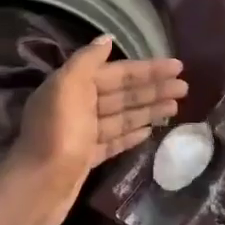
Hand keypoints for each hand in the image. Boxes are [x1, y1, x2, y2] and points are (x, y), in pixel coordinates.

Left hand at [7, 37, 186, 224]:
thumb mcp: (69, 86)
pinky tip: (151, 130)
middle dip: (152, 89)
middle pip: (121, 93)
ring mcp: (82, 134)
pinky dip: (132, 133)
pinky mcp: (87, 158)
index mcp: (72, 85)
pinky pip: (114, 140)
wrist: (40, 184)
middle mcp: (77, 106)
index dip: (147, 69)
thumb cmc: (58, 132)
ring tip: (176, 108)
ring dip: (148, 110)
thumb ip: (87, 60)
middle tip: (184, 88)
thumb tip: (107, 39)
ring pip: (121, 116)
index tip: (177, 67)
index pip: (116, 72)